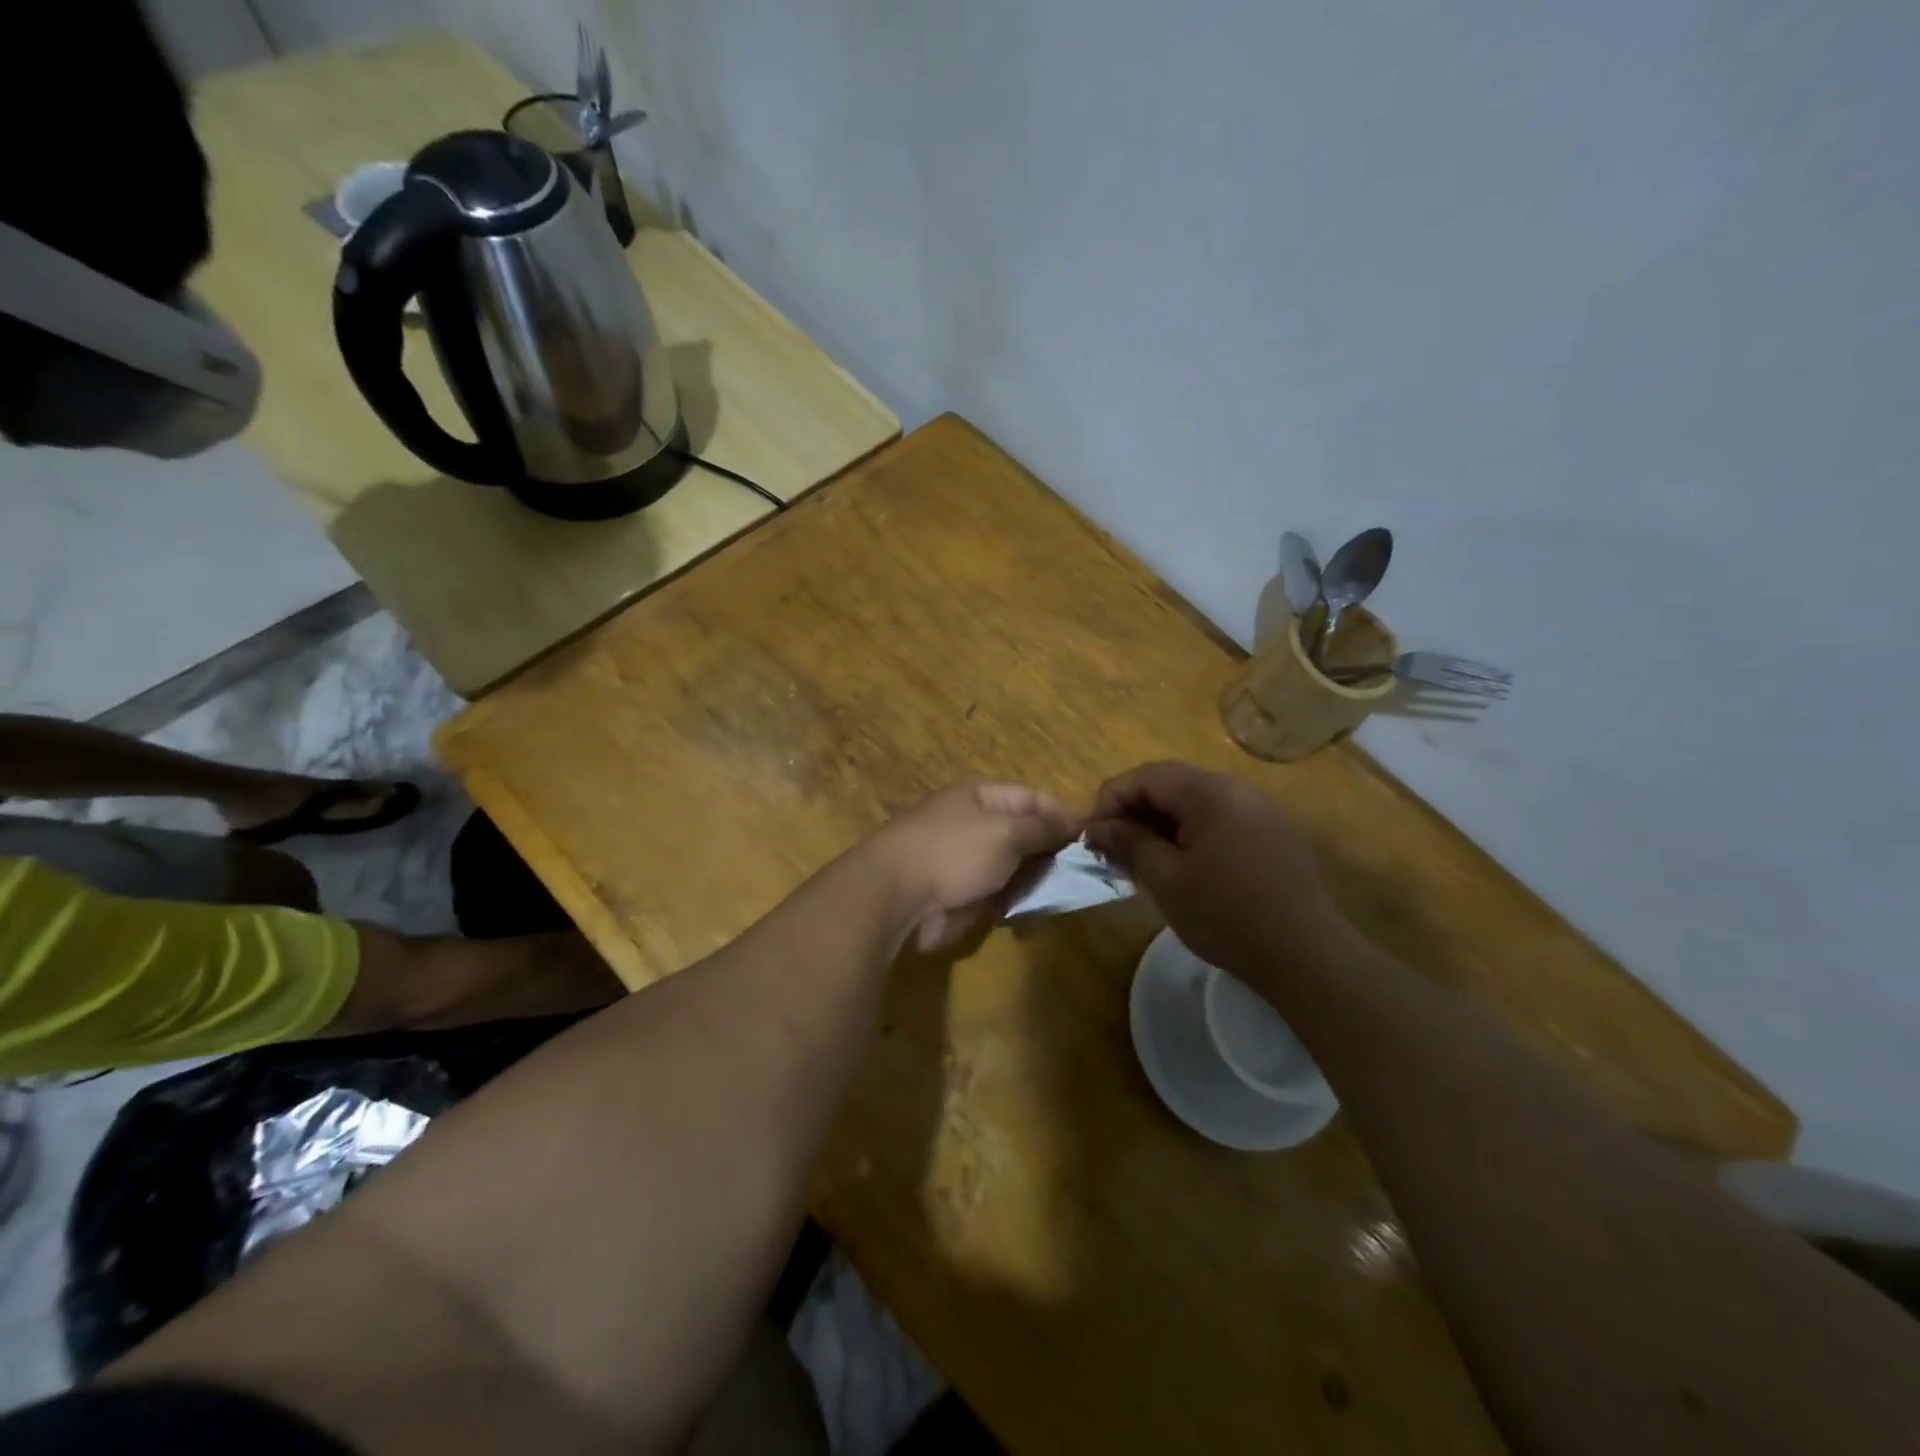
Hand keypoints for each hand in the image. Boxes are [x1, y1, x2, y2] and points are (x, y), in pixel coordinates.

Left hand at [873, 781, 1081, 951]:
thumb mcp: (1007, 831)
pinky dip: (1015, 902)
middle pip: (1025, 834)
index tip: (1093, 835)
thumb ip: (1042, 827)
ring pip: (1014, 867)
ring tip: (1060, 893)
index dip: (1063, 813)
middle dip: (1052, 851)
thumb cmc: (954, 850)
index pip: (1033, 797)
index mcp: (982, 796)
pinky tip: (1032, 911)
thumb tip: (1073, 819)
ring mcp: (967, 860)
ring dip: (1035, 880)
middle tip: (1083, 871)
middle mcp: (975, 823)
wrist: (897, 894)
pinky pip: (998, 894)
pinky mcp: (961, 893)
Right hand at [1084, 761, 1354, 980]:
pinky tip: (1181, 864)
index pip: (1146, 776)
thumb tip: (1098, 826)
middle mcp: (1237, 788)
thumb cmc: (1226, 915)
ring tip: (1141, 857)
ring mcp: (1260, 809)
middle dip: (1135, 809)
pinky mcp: (1273, 832)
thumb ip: (1129, 843)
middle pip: (1171, 783)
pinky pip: (1220, 817)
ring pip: (1195, 801)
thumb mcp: (1166, 880)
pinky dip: (1190, 831)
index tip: (1091, 835)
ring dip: (1161, 821)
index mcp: (1209, 792)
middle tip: (1111, 846)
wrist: (1306, 955)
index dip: (1111, 800)